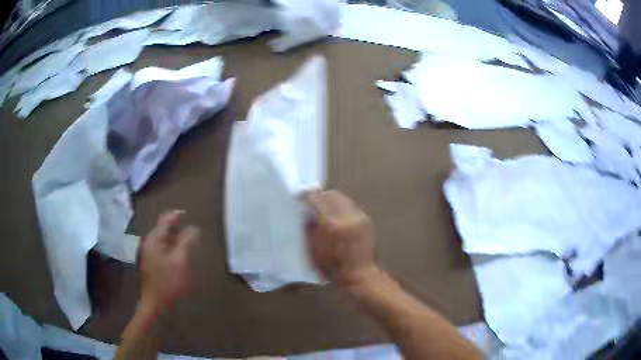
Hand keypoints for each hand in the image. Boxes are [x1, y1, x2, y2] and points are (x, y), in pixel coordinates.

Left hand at [139, 212, 199, 316]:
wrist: (155, 302)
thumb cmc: (167, 281)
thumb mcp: (180, 260)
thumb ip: (187, 241)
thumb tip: (195, 228)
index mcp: (155, 239)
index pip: (165, 220)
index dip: (178, 218)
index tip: (190, 221)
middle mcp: (151, 243)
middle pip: (166, 231)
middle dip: (180, 233)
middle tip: (193, 240)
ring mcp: (151, 254)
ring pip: (166, 242)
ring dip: (178, 244)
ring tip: (189, 252)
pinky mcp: (153, 263)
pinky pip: (165, 252)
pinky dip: (173, 252)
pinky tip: (181, 262)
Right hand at [305, 190, 377, 286]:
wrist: (360, 274)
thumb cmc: (333, 267)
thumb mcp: (315, 249)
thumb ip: (310, 226)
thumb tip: (306, 211)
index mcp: (332, 225)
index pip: (317, 200)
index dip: (308, 197)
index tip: (301, 197)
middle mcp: (347, 217)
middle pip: (331, 195)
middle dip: (321, 196)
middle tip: (313, 203)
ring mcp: (359, 217)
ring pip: (342, 198)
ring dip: (331, 200)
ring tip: (325, 208)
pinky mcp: (366, 219)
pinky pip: (351, 205)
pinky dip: (342, 207)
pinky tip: (337, 215)